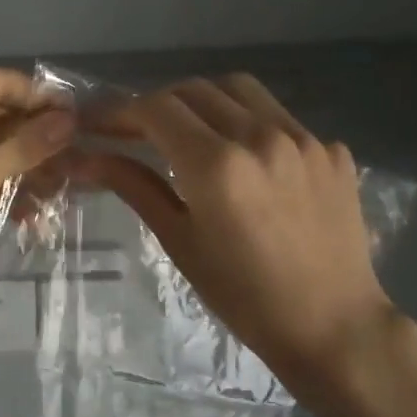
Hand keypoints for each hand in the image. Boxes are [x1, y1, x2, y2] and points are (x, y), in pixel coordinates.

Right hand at [73, 74, 402, 408]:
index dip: (120, 112)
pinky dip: (251, 124)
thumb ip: (134, 186)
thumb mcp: (179, 241)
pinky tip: (248, 160)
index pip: (156, 108)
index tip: (101, 125)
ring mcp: (303, 138)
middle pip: (194, 90)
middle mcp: (260, 136)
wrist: (332, 326)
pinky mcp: (332, 150)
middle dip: (158, 105)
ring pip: (241, 90)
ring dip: (205, 101)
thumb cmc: (243, 296)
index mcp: (216, 164)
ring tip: (193, 133)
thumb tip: (85, 159)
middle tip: (139, 133)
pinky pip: (281, 117)